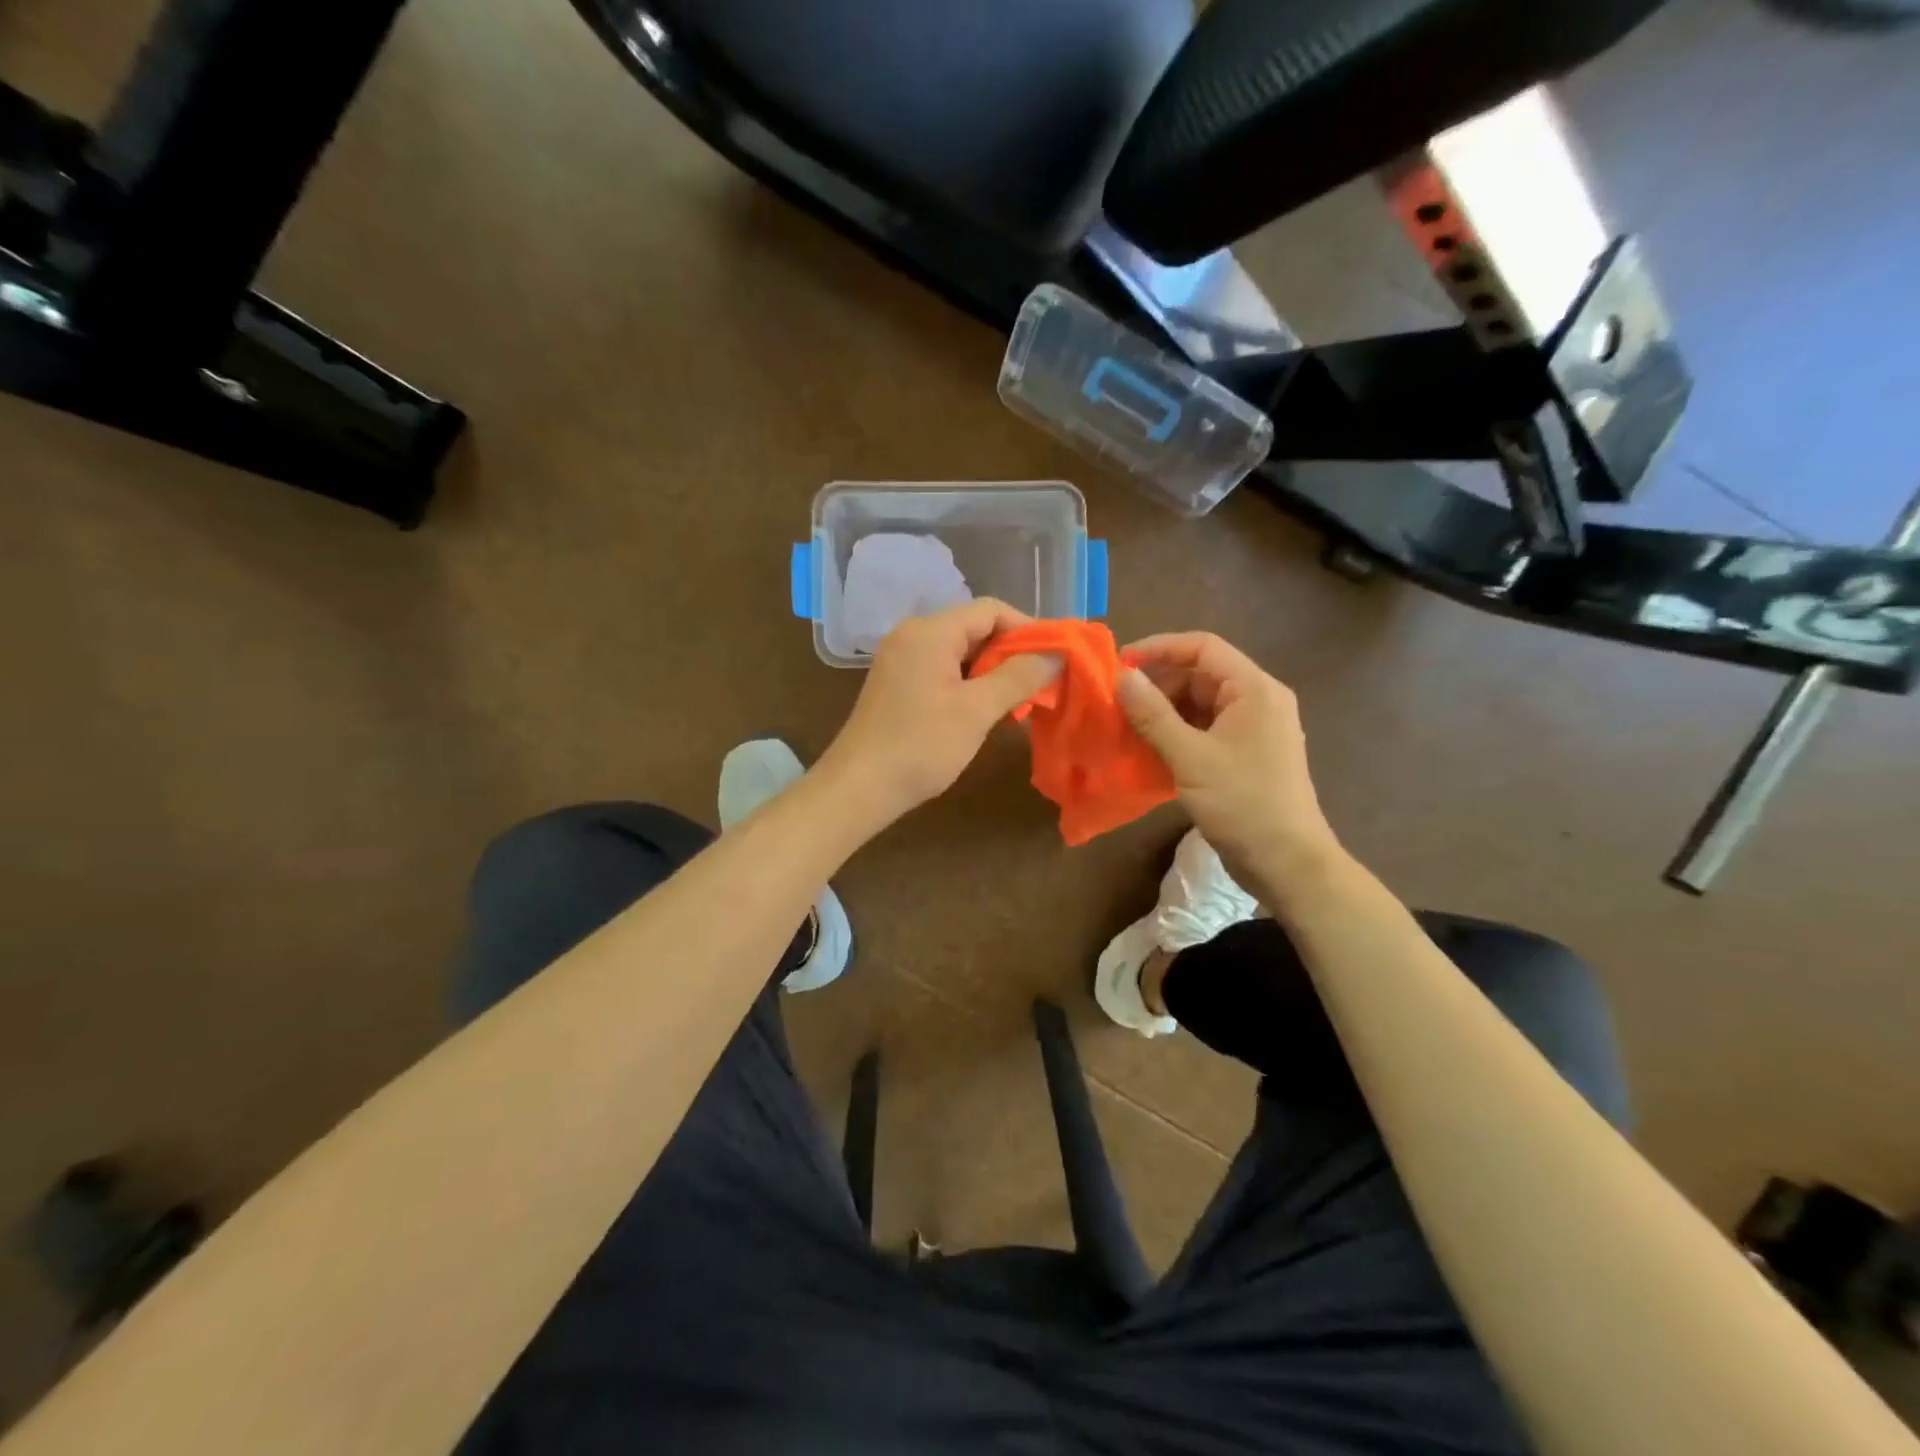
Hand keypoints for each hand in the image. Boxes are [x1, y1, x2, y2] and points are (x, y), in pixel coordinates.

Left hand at [817, 599, 1060, 827]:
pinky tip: (985, 710)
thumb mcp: (977, 710)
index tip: (1054, 658)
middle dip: (1011, 652)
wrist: (859, 787)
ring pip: (960, 651)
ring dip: (992, 671)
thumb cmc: (921, 745)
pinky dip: (969, 683)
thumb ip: (1019, 677)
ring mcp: (901, 659)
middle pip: (974, 627)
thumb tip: (1055, 655)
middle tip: (1040, 684)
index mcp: (930, 631)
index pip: (990, 610)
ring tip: (1018, 701)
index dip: (1027, 628)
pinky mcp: (897, 683)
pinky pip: (942, 669)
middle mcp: (912, 635)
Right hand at [1116, 632, 1339, 881]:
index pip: (1202, 647)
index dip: (1159, 648)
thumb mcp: (1191, 757)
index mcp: (1254, 689)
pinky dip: (1178, 732)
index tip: (1120, 664)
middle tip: (1118, 703)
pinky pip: (1207, 728)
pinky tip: (1150, 749)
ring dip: (1164, 711)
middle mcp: (1259, 700)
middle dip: (1158, 684)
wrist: (1287, 863)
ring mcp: (1254, 728)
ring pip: (1201, 703)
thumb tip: (1122, 677)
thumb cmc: (1243, 803)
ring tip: (1127, 726)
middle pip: (1201, 674)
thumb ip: (1153, 714)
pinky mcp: (1247, 754)